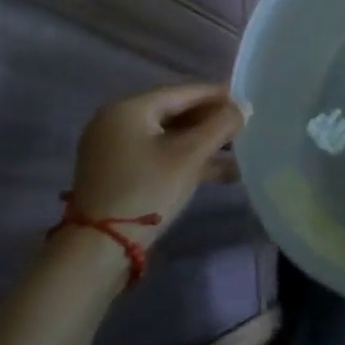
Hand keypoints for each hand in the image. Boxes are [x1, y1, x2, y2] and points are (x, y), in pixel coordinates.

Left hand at [68, 83, 244, 241]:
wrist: (97, 251)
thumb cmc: (146, 190)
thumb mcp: (189, 155)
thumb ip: (221, 126)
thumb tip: (245, 107)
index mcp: (128, 110)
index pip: (182, 92)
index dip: (217, 96)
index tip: (246, 102)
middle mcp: (117, 123)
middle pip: (176, 114)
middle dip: (211, 123)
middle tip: (243, 129)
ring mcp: (115, 151)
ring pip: (170, 138)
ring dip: (204, 145)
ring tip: (239, 154)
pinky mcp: (118, 174)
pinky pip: (159, 156)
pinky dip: (187, 161)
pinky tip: (221, 173)